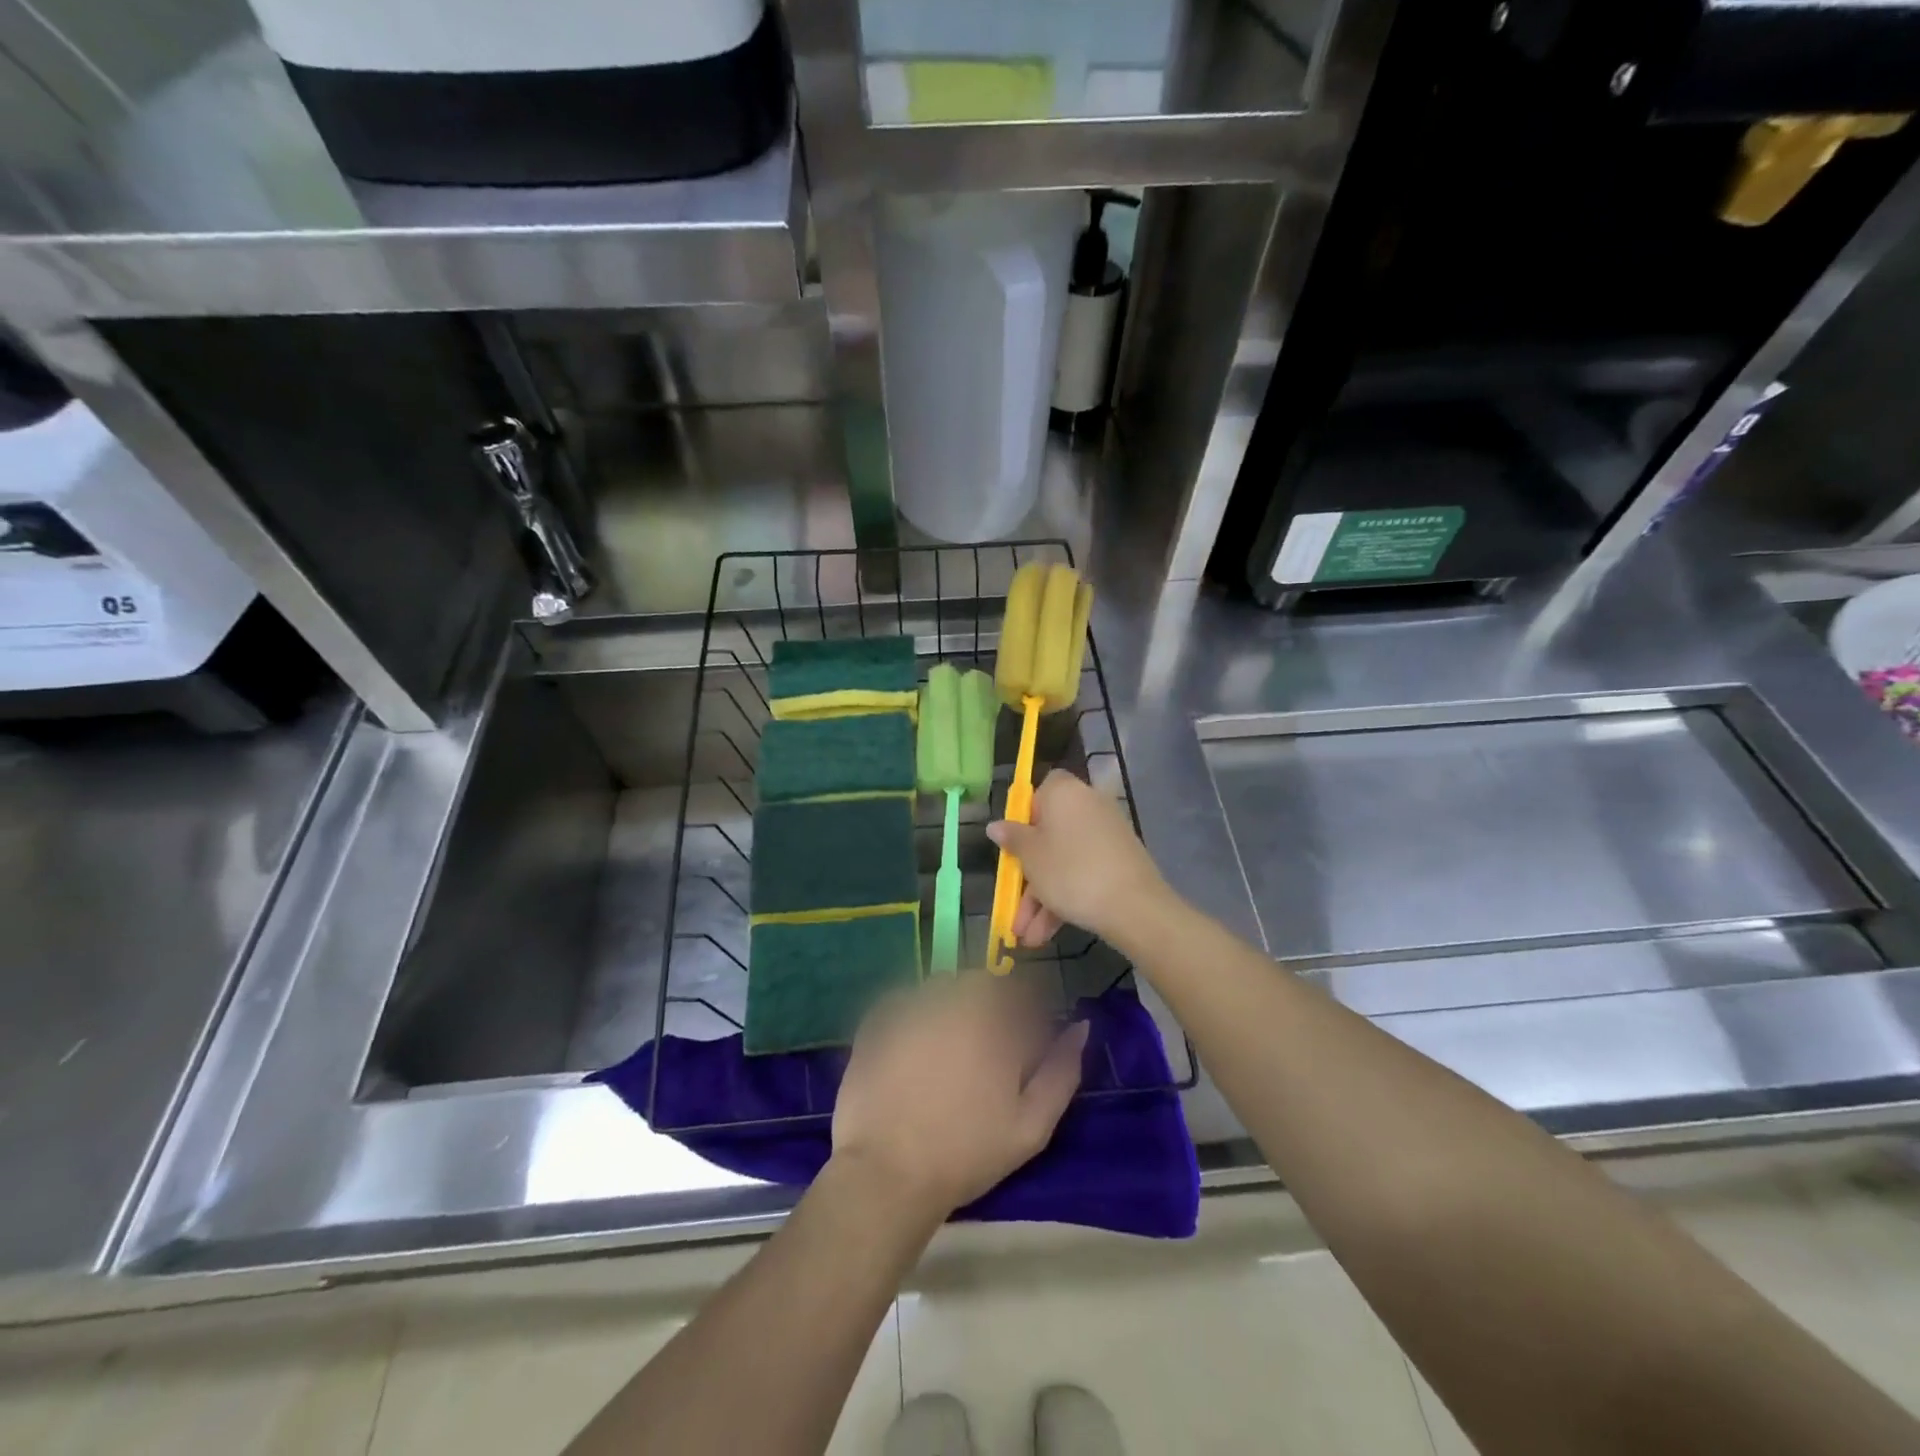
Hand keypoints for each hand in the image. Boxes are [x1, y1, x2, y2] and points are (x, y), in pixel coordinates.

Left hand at [830, 975, 1087, 1220]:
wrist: (888, 1174)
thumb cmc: (966, 1153)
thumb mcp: (1031, 1126)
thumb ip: (1061, 1071)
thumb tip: (1080, 1027)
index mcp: (995, 1021)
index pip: (1022, 992)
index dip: (1025, 1014)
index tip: (1020, 1043)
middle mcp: (954, 1000)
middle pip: (980, 983)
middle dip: (988, 1006)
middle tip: (981, 1051)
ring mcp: (912, 1005)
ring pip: (942, 987)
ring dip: (951, 1006)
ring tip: (945, 1051)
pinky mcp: (878, 1018)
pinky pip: (905, 1000)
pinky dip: (914, 1014)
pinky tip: (912, 1051)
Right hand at [987, 770, 1169, 946]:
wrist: (1133, 906)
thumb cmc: (1070, 871)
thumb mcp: (1030, 857)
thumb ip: (1012, 839)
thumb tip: (996, 826)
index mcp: (1064, 793)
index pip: (1040, 791)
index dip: (1024, 816)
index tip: (1014, 845)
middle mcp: (1088, 805)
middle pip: (1049, 834)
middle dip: (1028, 876)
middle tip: (1013, 905)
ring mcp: (1106, 834)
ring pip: (1064, 861)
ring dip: (1043, 898)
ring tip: (1027, 937)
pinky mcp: (1119, 860)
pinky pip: (1084, 872)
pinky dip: (1065, 898)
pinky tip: (1046, 935)